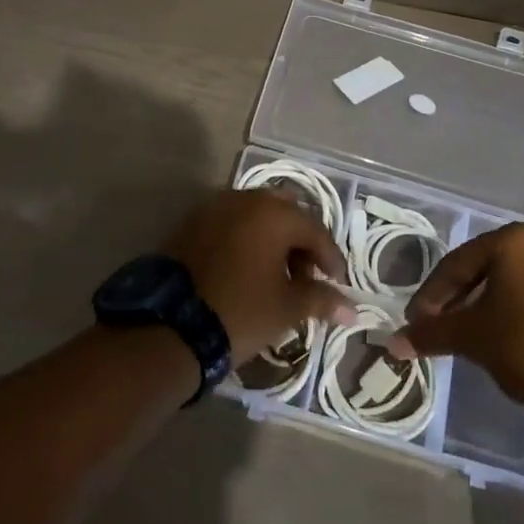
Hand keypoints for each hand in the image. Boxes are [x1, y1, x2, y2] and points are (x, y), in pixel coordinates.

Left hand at [162, 190, 355, 364]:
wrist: (171, 325)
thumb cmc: (240, 311)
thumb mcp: (286, 308)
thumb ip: (321, 300)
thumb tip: (352, 308)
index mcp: (274, 213)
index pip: (316, 232)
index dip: (331, 260)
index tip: (338, 285)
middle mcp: (246, 198)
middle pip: (286, 214)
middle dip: (301, 243)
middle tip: (307, 277)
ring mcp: (216, 206)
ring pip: (257, 216)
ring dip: (273, 240)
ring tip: (277, 277)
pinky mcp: (193, 222)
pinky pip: (232, 224)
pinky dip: (247, 240)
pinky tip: (248, 270)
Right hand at [389, 223, 523, 413]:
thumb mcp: (472, 338)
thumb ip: (430, 334)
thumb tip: (394, 343)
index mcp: (511, 240)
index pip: (456, 264)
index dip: (430, 295)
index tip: (415, 321)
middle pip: (481, 268)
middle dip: (455, 297)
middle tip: (435, 323)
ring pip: (506, 280)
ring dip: (480, 303)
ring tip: (463, 330)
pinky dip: (508, 308)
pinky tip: (497, 331)